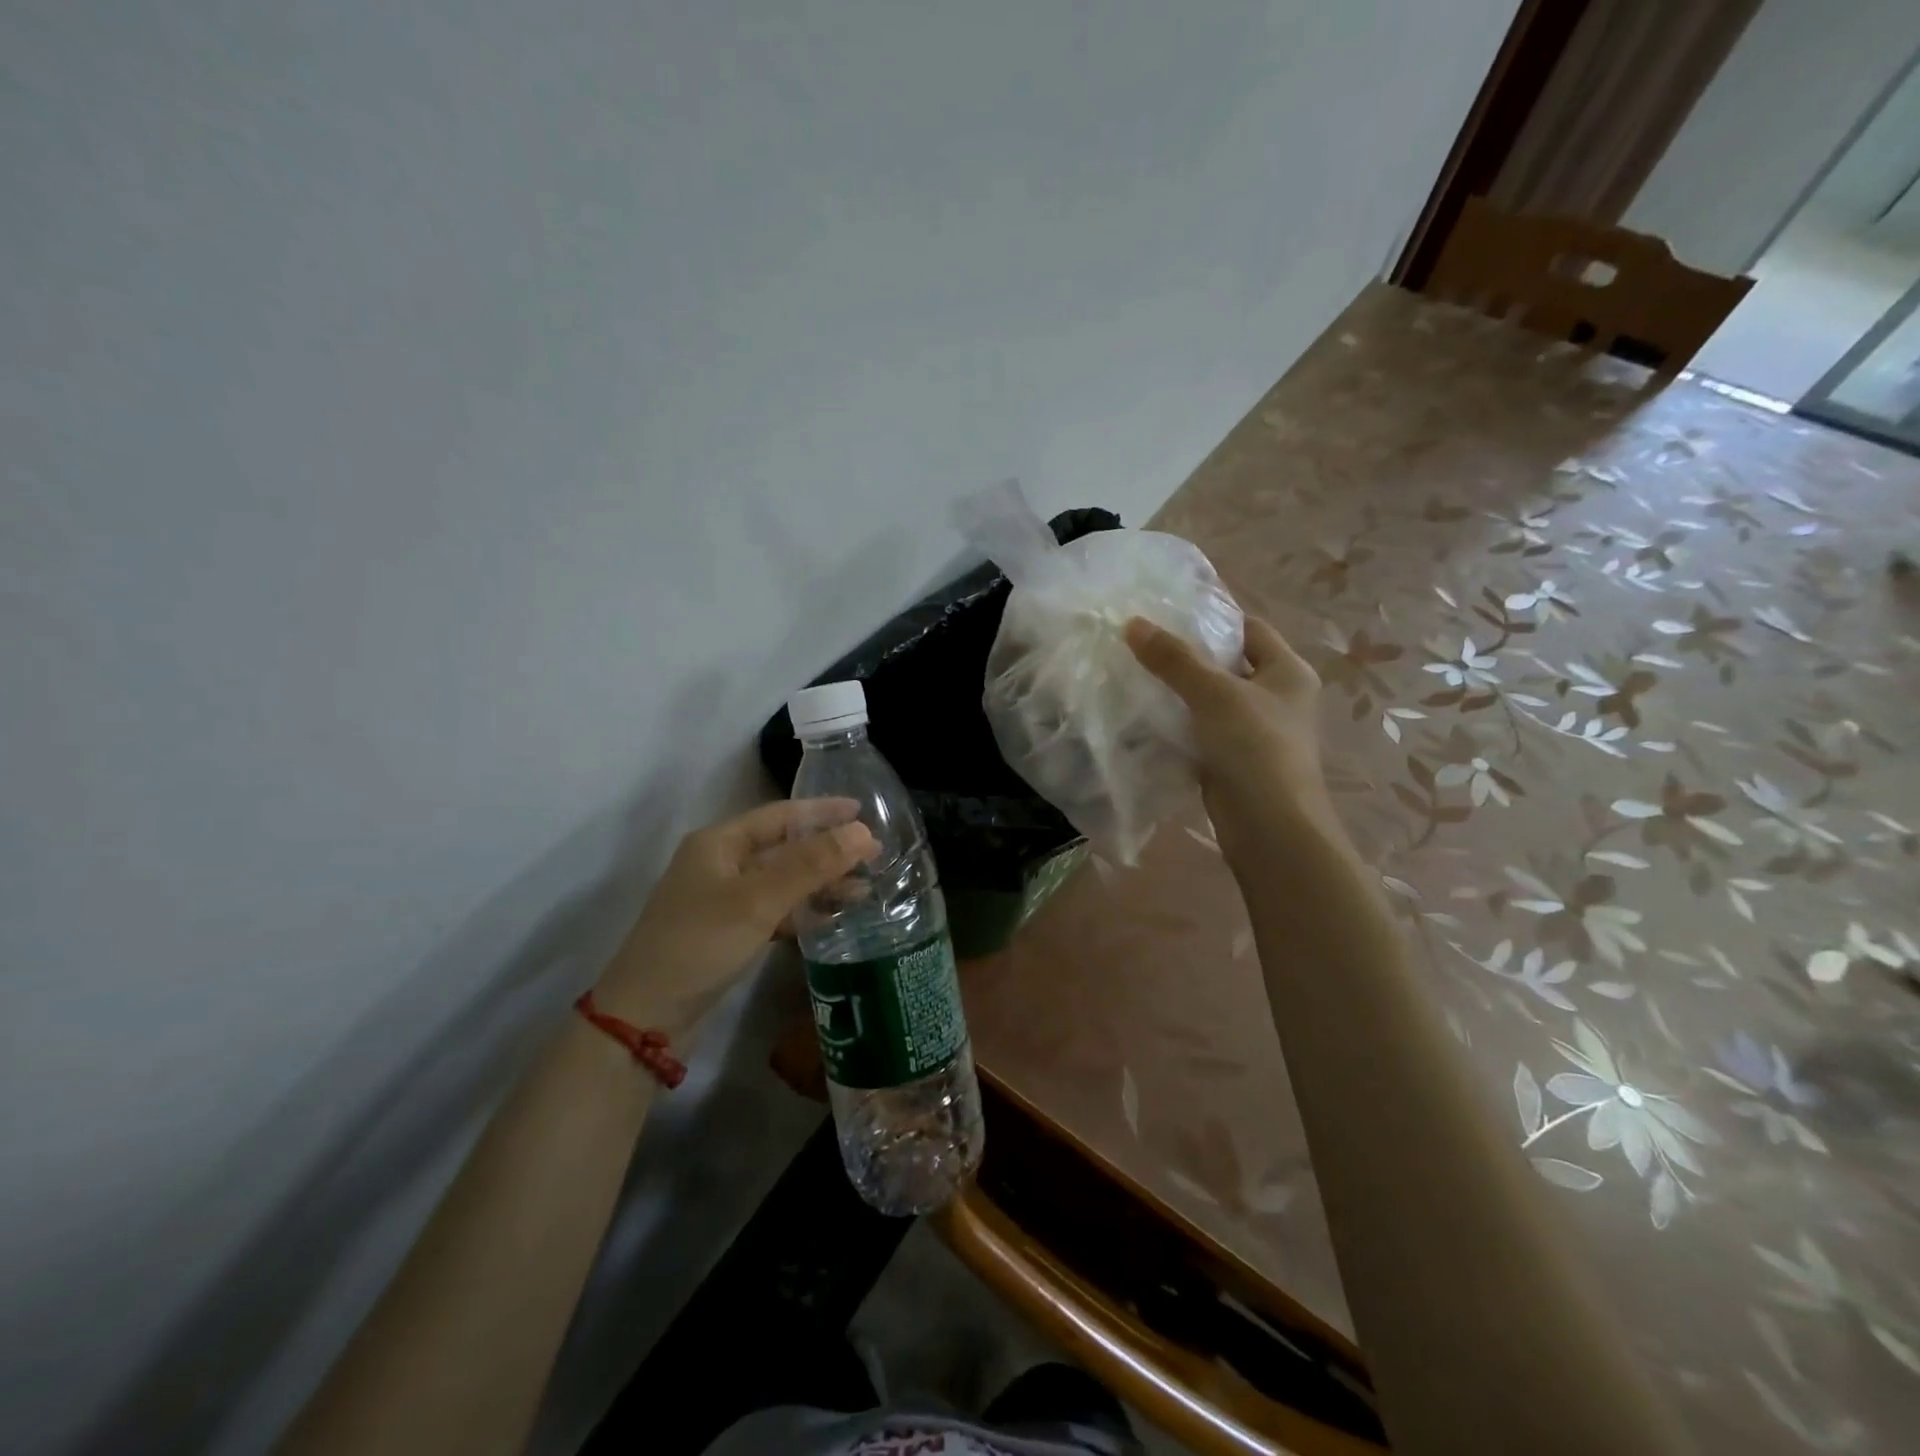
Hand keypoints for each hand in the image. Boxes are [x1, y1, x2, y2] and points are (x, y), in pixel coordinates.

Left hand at [595, 800, 878, 1038]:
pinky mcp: (729, 932)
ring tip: (865, 890)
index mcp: (720, 843)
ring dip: (821, 883)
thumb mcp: (759, 900)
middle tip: (875, 855)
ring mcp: (724, 900)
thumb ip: (812, 864)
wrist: (646, 1018)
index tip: (862, 811)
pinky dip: (803, 910)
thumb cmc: (700, 944)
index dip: (822, 811)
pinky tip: (832, 917)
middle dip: (828, 851)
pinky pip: (775, 910)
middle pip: (784, 847)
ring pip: (783, 881)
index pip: (780, 815)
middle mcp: (721, 864)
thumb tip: (863, 832)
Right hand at [1125, 614, 1330, 848]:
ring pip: (1210, 701)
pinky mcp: (1232, 760)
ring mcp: (1255, 732)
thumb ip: (1174, 659)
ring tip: (1133, 674)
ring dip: (1178, 692)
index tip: (1167, 613)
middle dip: (1186, 656)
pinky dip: (1177, 724)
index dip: (1212, 618)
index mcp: (1288, 672)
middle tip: (1141, 643)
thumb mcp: (1214, 694)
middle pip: (1227, 664)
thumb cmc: (1255, 747)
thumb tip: (1133, 623)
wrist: (1269, 827)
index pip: (1249, 628)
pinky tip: (1143, 717)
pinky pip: (1200, 731)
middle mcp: (1277, 697)